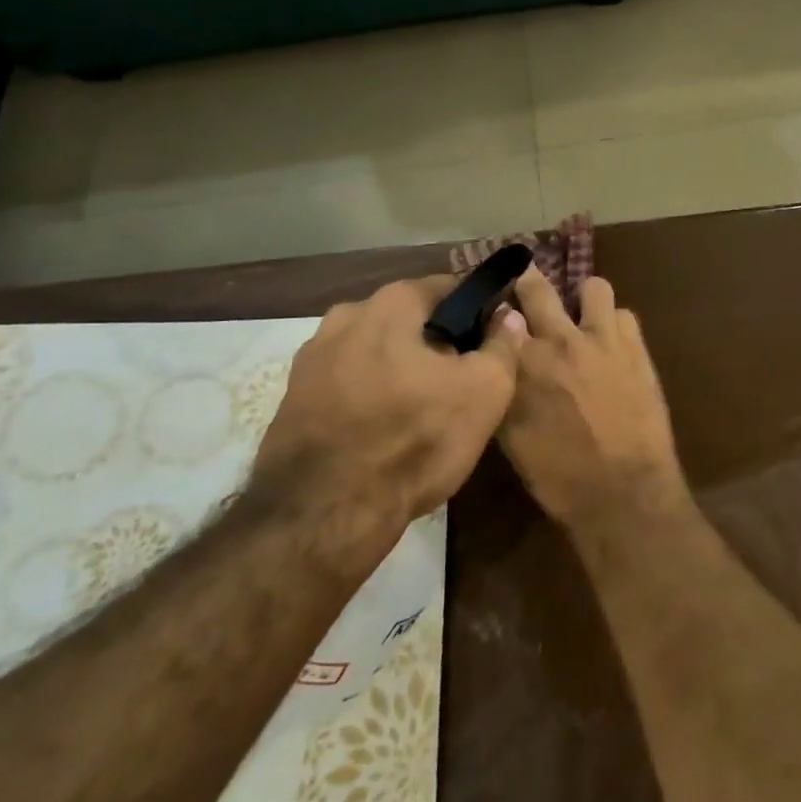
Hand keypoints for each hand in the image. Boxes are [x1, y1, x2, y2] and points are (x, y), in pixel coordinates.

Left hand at [254, 276, 525, 529]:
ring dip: (400, 370)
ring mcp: (311, 360)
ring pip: (375, 353)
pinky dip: (369, 397)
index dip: (478, 310)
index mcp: (391, 303)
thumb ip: (503, 344)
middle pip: (408, 320)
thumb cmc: (416, 438)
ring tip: (424, 409)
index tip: (494, 338)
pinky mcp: (293, 401)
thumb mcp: (485, 390)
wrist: (324, 514)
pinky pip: (348, 385)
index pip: (449, 287)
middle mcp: (344, 317)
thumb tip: (507, 317)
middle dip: (436, 342)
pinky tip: (386, 430)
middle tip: (462, 378)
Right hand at [500, 267, 685, 529]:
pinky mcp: (635, 347)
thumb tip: (500, 362)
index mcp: (521, 362)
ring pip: (593, 286)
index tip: (494, 308)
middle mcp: (559, 339)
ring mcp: (602, 338)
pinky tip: (612, 346)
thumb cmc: (558, 474)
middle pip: (537, 285)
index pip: (498, 312)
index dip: (495, 307)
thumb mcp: (511, 437)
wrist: (623, 491)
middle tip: (527, 283)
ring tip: (583, 318)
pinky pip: (625, 314)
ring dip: (584, 300)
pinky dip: (615, 325)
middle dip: (528, 279)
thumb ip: (504, 388)